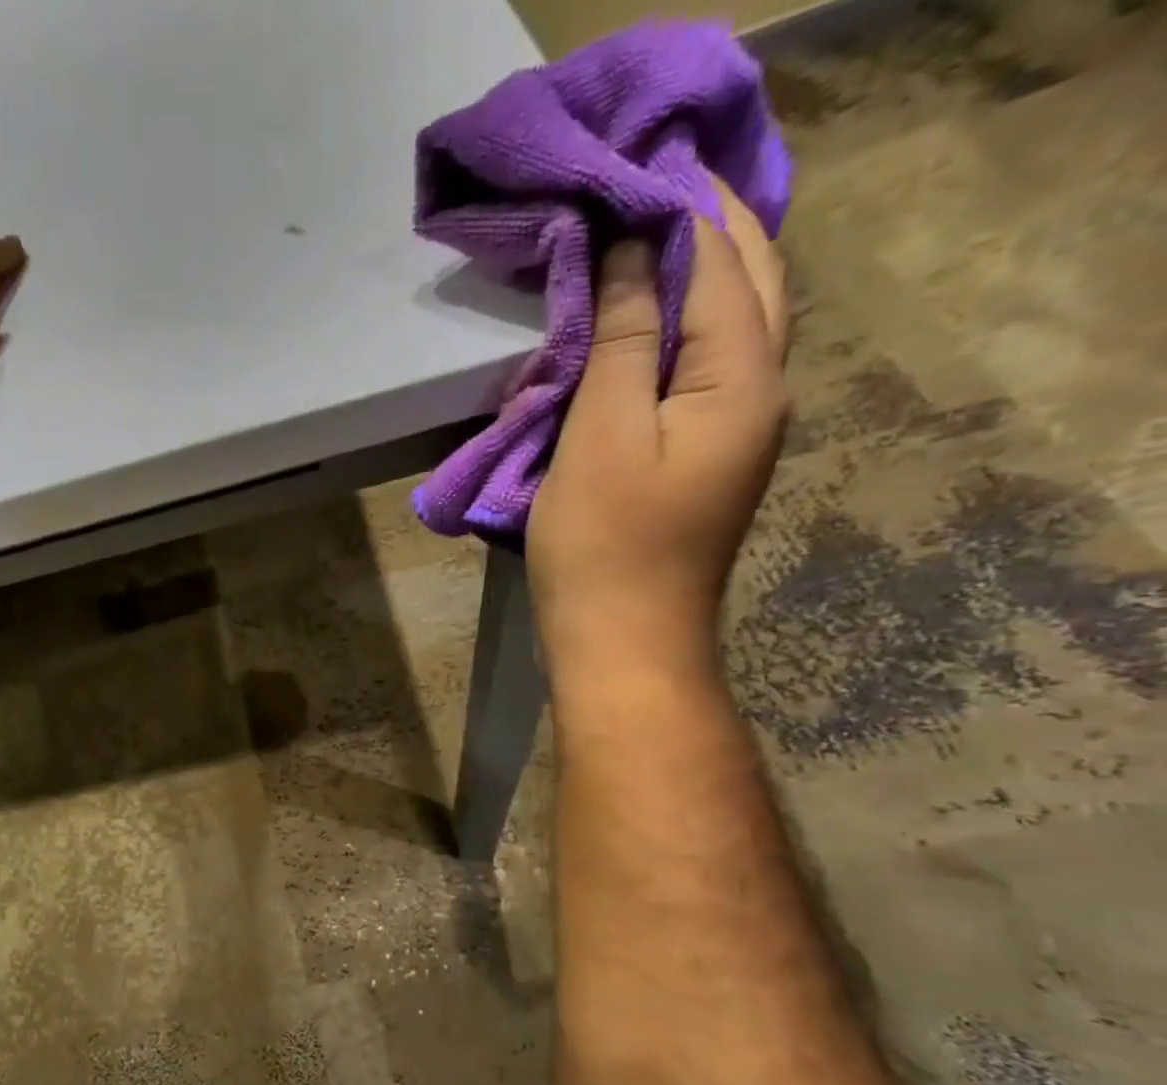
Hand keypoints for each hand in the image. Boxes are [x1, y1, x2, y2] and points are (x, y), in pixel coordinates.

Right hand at [527, 179, 787, 681]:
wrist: (622, 642)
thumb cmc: (603, 544)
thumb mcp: (601, 435)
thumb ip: (623, 337)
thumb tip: (630, 250)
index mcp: (743, 375)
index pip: (719, 257)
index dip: (674, 206)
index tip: (624, 164)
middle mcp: (761, 388)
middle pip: (747, 278)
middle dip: (702, 222)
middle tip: (640, 184)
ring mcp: (738, 426)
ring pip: (729, 320)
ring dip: (692, 270)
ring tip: (638, 235)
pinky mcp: (706, 455)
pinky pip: (701, 366)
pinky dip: (674, 327)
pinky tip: (638, 319)